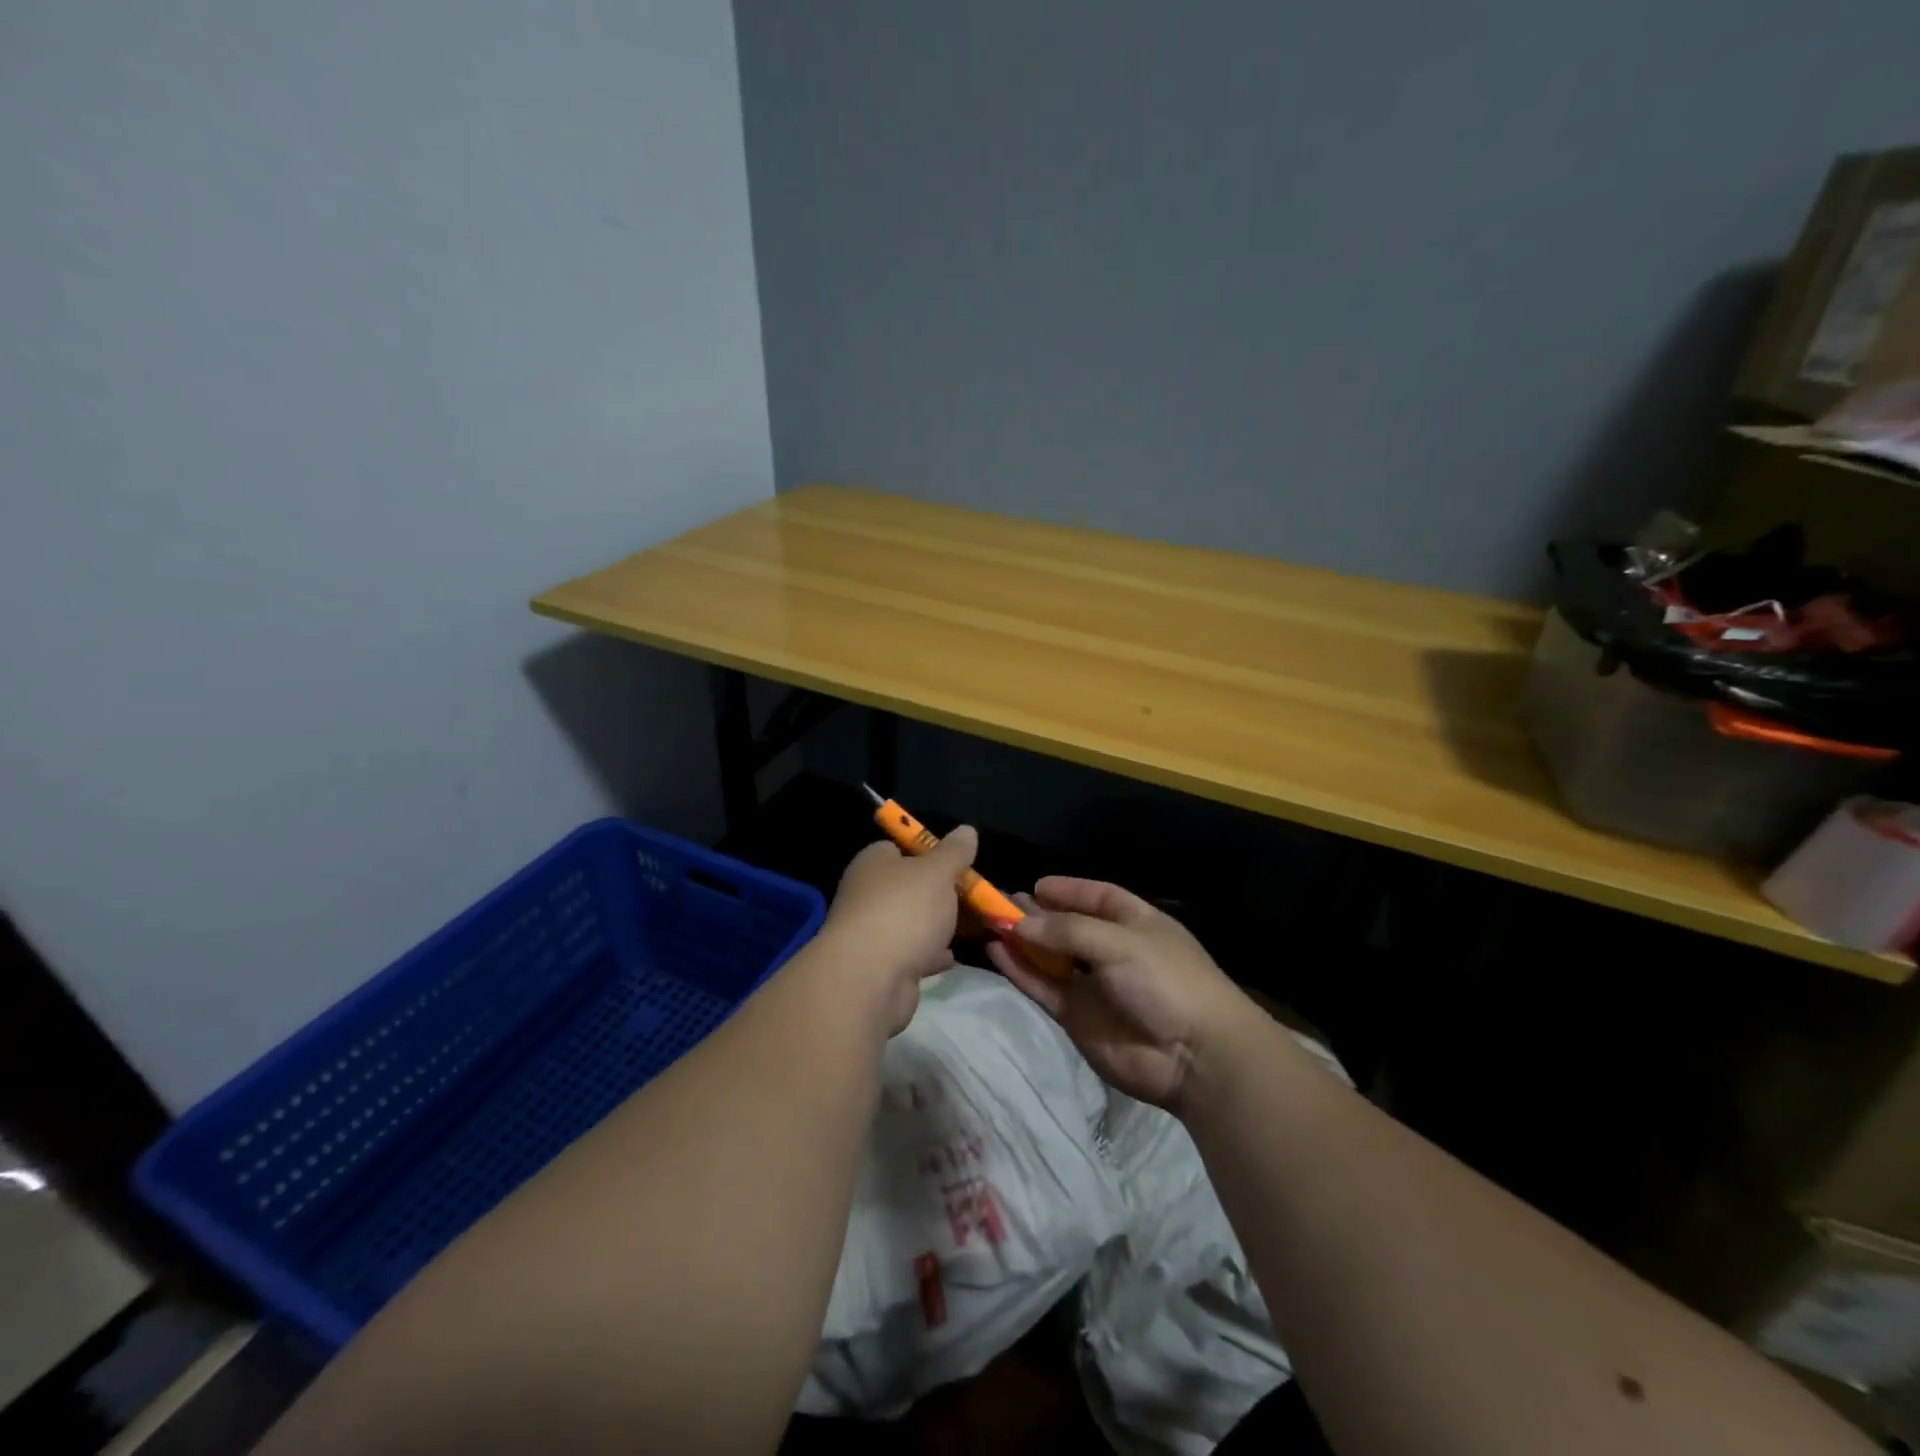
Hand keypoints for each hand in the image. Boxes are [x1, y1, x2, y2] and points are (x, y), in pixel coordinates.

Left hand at [820, 826, 977, 1033]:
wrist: (870, 979)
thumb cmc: (904, 911)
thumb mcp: (937, 872)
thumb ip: (954, 852)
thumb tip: (966, 830)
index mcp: (873, 863)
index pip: (898, 848)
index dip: (927, 853)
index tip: (956, 863)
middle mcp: (866, 894)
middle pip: (908, 887)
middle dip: (938, 893)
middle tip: (971, 897)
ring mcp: (870, 932)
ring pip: (910, 923)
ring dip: (935, 926)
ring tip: (970, 927)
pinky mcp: (878, 967)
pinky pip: (910, 955)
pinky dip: (929, 955)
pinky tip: (951, 957)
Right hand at [986, 877, 1250, 1111]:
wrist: (1194, 1057)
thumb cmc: (1165, 981)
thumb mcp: (1119, 943)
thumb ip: (1067, 932)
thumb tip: (1019, 923)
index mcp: (1135, 922)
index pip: (1097, 897)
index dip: (1067, 890)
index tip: (1034, 885)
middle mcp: (1112, 949)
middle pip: (1067, 926)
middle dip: (1037, 914)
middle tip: (999, 902)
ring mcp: (1093, 985)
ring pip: (1050, 957)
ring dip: (1022, 940)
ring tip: (988, 921)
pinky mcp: (1076, 1016)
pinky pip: (1043, 986)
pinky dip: (1020, 970)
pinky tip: (996, 951)